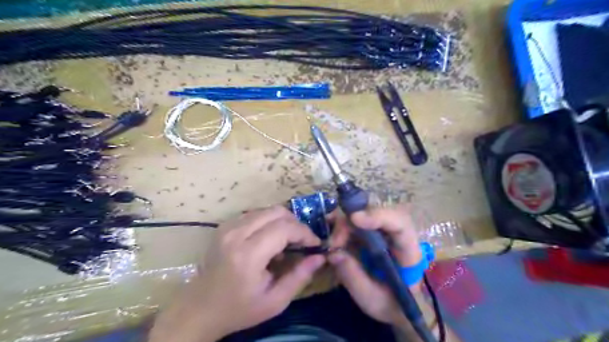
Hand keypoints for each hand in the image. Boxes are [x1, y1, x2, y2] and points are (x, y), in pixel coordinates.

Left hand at [150, 206, 325, 341]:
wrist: (199, 309)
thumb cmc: (239, 309)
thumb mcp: (275, 301)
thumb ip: (300, 277)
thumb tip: (320, 257)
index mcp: (248, 254)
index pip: (284, 228)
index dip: (304, 232)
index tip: (315, 244)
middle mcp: (236, 234)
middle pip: (277, 212)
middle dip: (296, 224)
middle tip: (303, 241)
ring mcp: (228, 227)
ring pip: (266, 210)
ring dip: (283, 221)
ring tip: (287, 241)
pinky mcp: (224, 226)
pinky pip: (255, 214)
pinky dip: (269, 222)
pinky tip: (269, 239)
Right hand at [328, 205, 424, 326]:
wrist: (398, 308)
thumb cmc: (391, 305)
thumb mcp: (372, 300)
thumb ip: (354, 278)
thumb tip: (332, 253)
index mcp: (408, 251)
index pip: (400, 223)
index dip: (378, 216)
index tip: (355, 218)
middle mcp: (397, 235)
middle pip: (376, 213)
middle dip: (351, 223)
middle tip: (334, 242)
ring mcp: (383, 232)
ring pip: (364, 215)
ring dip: (344, 225)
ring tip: (332, 243)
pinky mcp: (371, 234)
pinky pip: (356, 223)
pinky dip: (341, 227)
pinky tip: (332, 237)